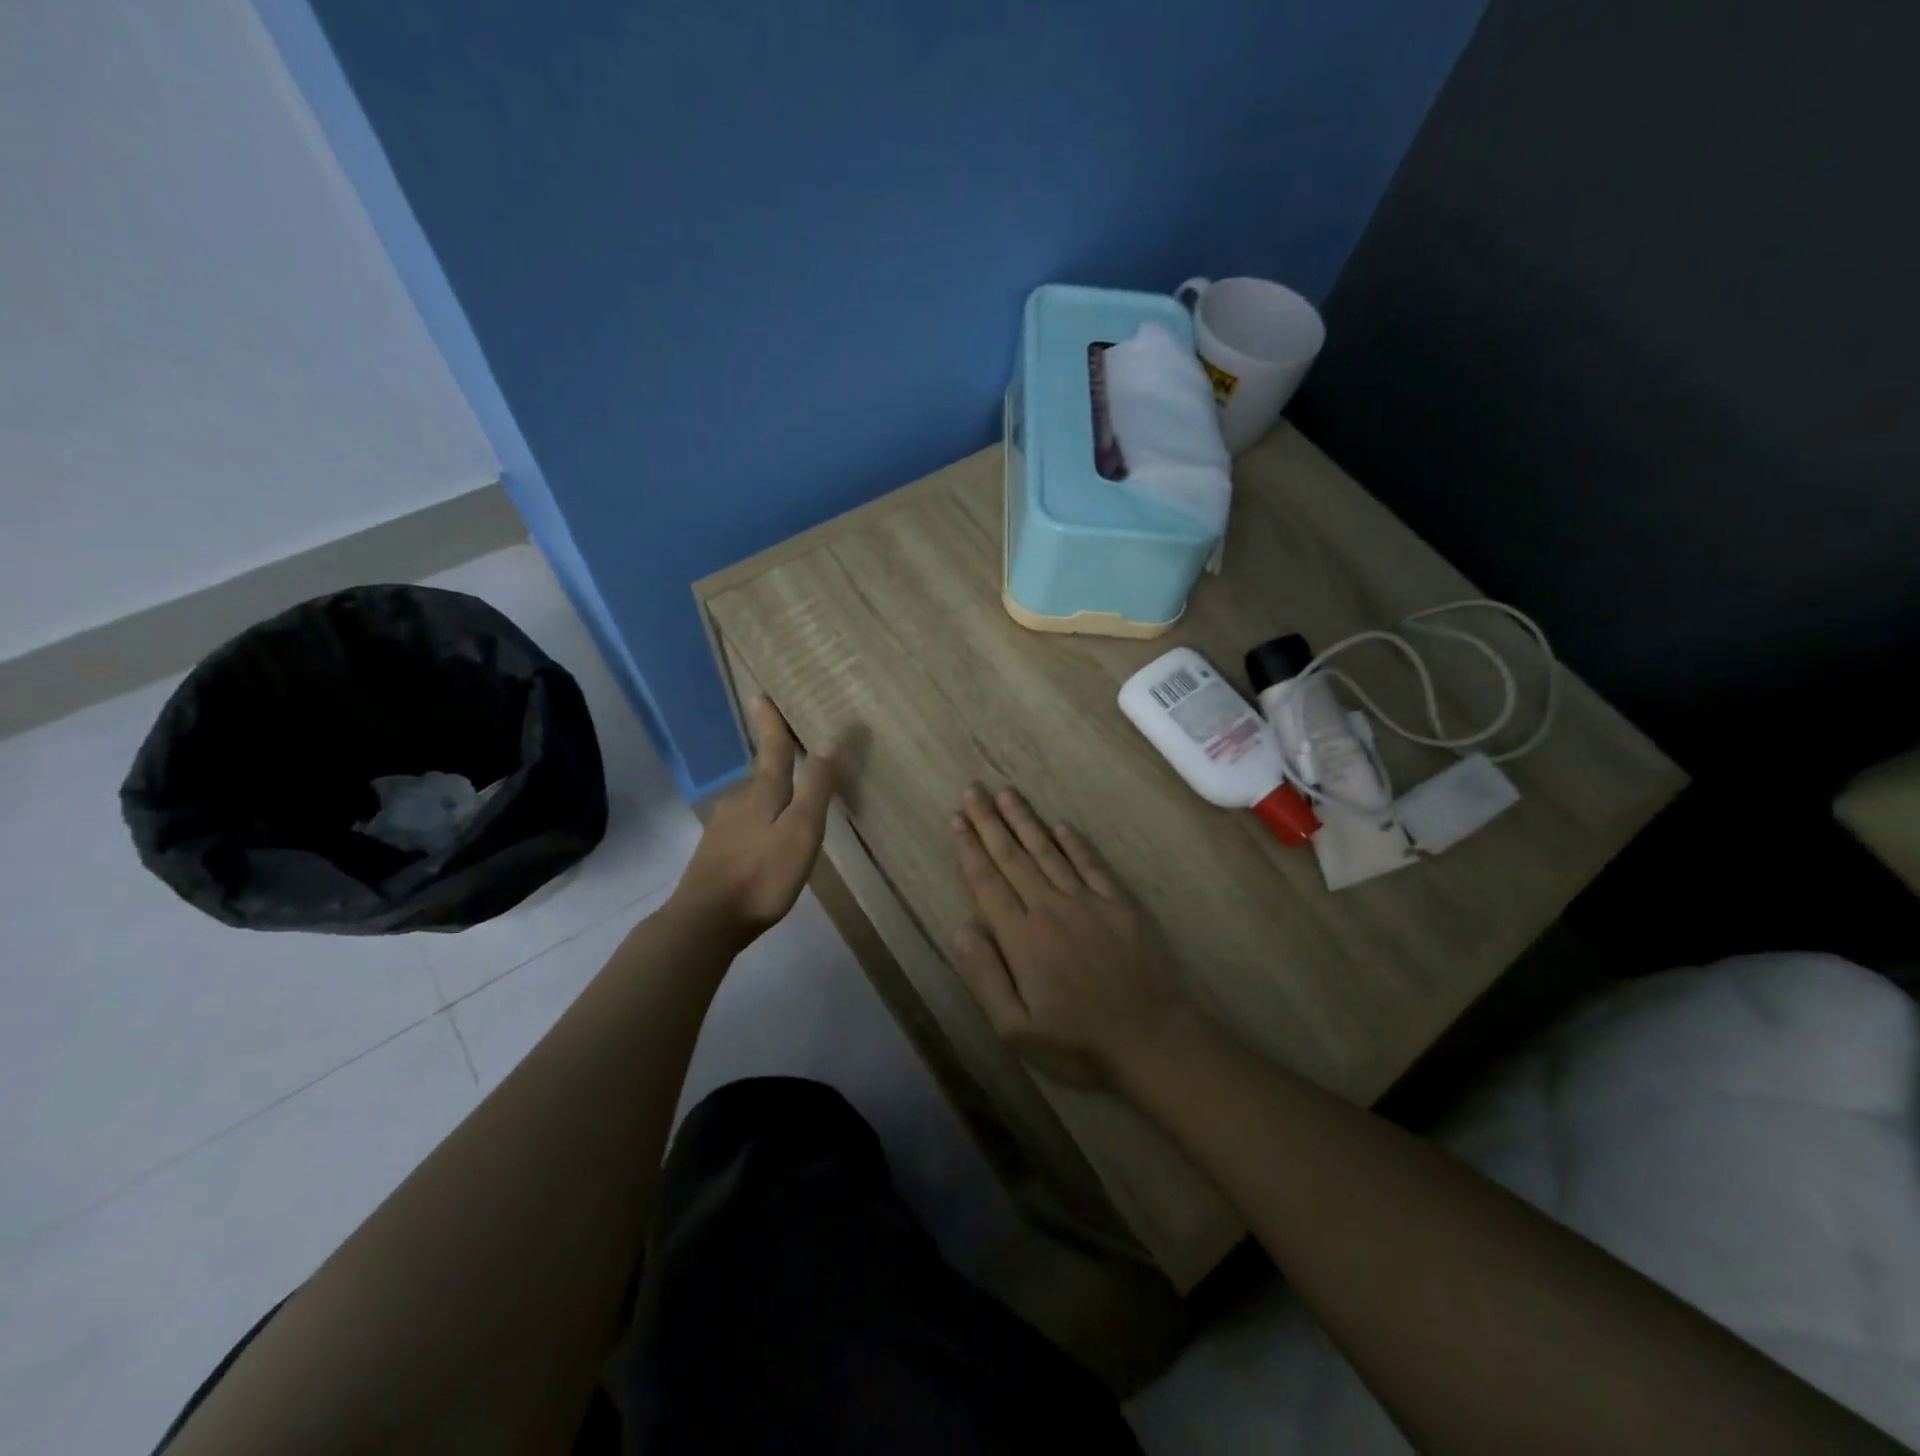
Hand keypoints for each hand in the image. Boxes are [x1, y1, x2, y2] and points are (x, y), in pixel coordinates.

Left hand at [672, 698, 837, 940]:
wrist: (705, 920)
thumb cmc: (762, 874)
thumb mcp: (801, 831)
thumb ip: (816, 788)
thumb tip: (829, 742)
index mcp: (762, 792)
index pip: (772, 748)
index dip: (771, 723)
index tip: (761, 695)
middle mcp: (739, 801)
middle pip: (762, 773)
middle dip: (775, 759)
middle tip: (790, 748)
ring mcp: (723, 827)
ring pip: (752, 799)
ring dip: (769, 791)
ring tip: (788, 795)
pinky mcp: (716, 851)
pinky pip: (745, 822)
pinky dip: (760, 818)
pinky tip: (766, 835)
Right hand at [949, 785, 1199, 1087]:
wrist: (1152, 1040)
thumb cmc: (1079, 1043)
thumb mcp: (1017, 1030)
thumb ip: (985, 977)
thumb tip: (961, 930)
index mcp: (1022, 937)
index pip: (987, 882)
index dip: (969, 848)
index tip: (956, 819)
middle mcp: (1050, 908)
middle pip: (1013, 857)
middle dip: (990, 822)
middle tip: (973, 791)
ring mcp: (1088, 902)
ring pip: (1048, 852)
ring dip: (1025, 821)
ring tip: (1006, 793)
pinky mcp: (1120, 905)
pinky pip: (1092, 865)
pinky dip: (1074, 843)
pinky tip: (1061, 825)